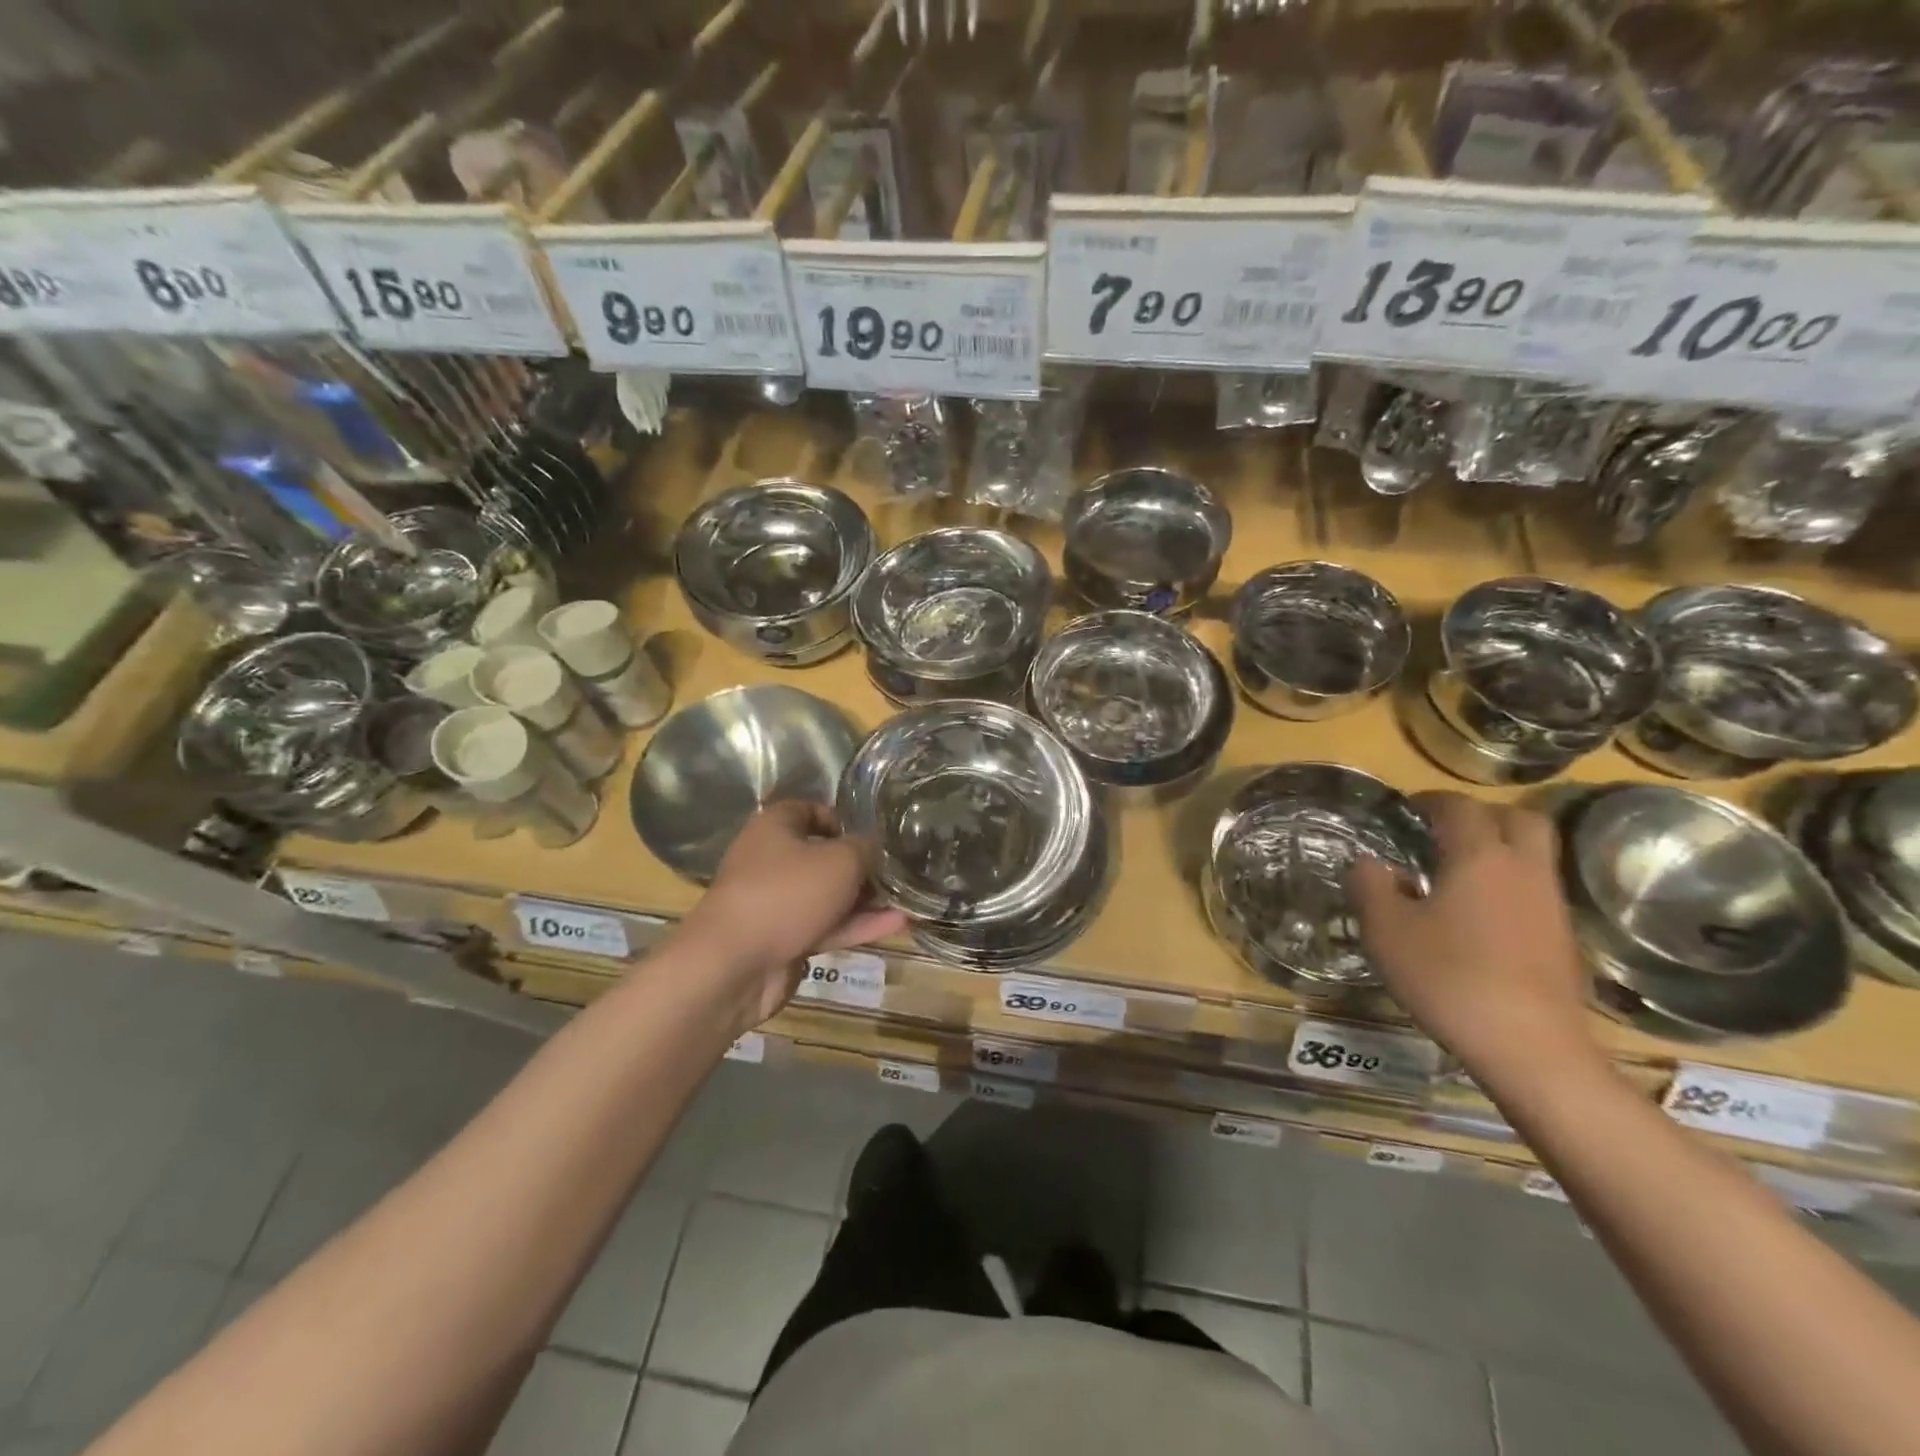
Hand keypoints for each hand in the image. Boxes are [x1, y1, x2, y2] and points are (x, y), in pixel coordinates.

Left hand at [677, 801, 906, 1032]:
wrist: (734, 966)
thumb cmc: (787, 893)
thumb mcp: (840, 860)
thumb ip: (867, 848)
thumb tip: (879, 845)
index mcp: (775, 827)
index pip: (811, 810)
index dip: (844, 819)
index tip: (875, 833)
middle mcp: (772, 860)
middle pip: (823, 855)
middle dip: (862, 864)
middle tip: (900, 869)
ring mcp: (777, 903)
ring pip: (828, 895)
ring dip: (866, 898)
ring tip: (909, 898)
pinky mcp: (784, 939)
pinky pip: (826, 925)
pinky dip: (857, 925)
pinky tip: (897, 925)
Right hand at [1349, 792, 1599, 1092]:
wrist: (1530, 1048)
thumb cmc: (1448, 977)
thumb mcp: (1385, 930)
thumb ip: (1370, 886)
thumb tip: (1368, 862)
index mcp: (1479, 856)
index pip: (1459, 807)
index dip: (1430, 801)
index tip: (1406, 809)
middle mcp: (1523, 869)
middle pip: (1517, 819)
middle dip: (1481, 816)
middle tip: (1444, 832)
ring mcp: (1551, 904)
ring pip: (1533, 855)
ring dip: (1500, 851)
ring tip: (1457, 874)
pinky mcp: (1563, 938)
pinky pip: (1536, 891)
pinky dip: (1510, 886)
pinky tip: (1479, 917)